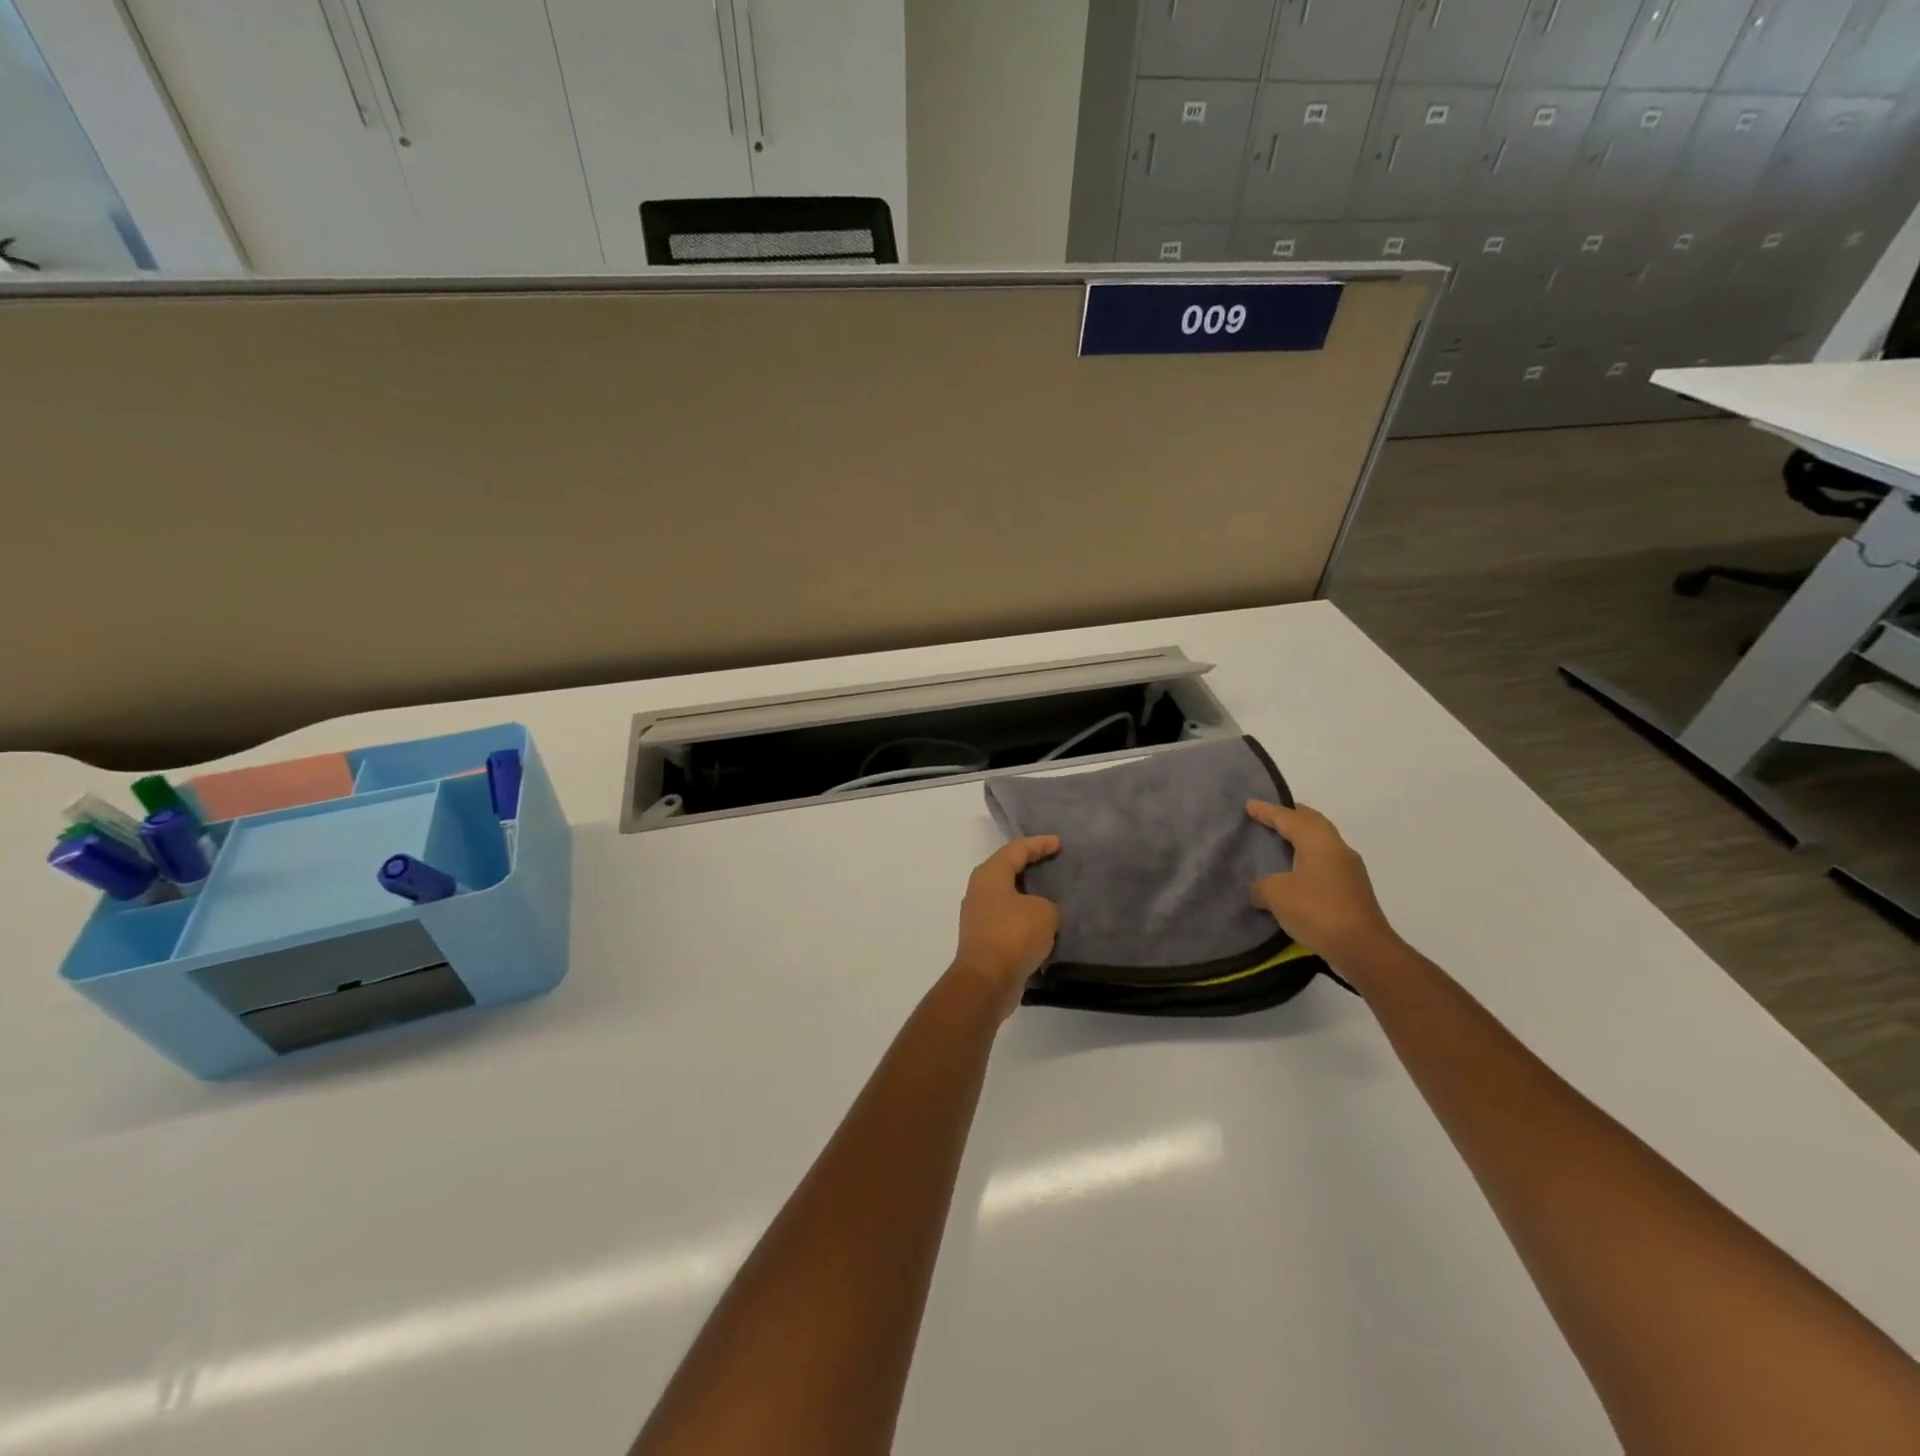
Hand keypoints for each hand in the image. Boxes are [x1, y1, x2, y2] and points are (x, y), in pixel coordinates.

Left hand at [951, 836, 1061, 1019]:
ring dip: (1028, 895)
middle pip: (1008, 869)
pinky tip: (1042, 924)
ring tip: (1051, 894)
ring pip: (1007, 896)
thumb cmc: (1014, 935)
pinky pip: (1008, 918)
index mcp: (990, 874)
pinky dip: (1024, 917)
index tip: (1058, 843)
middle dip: (1030, 866)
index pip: (1017, 849)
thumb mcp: (1044, 912)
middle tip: (1053, 862)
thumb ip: (1048, 905)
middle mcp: (979, 890)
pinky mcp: (983, 938)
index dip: (1039, 844)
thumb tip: (1042, 914)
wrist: (986, 981)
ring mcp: (978, 915)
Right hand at [1245, 801, 1396, 963]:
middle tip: (1269, 815)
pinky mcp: (1353, 891)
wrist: (1362, 949)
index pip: (1289, 818)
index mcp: (1319, 841)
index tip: (1249, 805)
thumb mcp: (1276, 894)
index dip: (1267, 811)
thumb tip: (1260, 890)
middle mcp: (1337, 848)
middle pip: (1312, 823)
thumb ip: (1262, 886)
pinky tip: (1295, 872)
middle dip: (1291, 816)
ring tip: (1280, 841)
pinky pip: (1325, 863)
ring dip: (1302, 839)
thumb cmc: (1317, 910)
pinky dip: (1308, 860)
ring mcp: (1349, 870)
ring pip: (1321, 843)